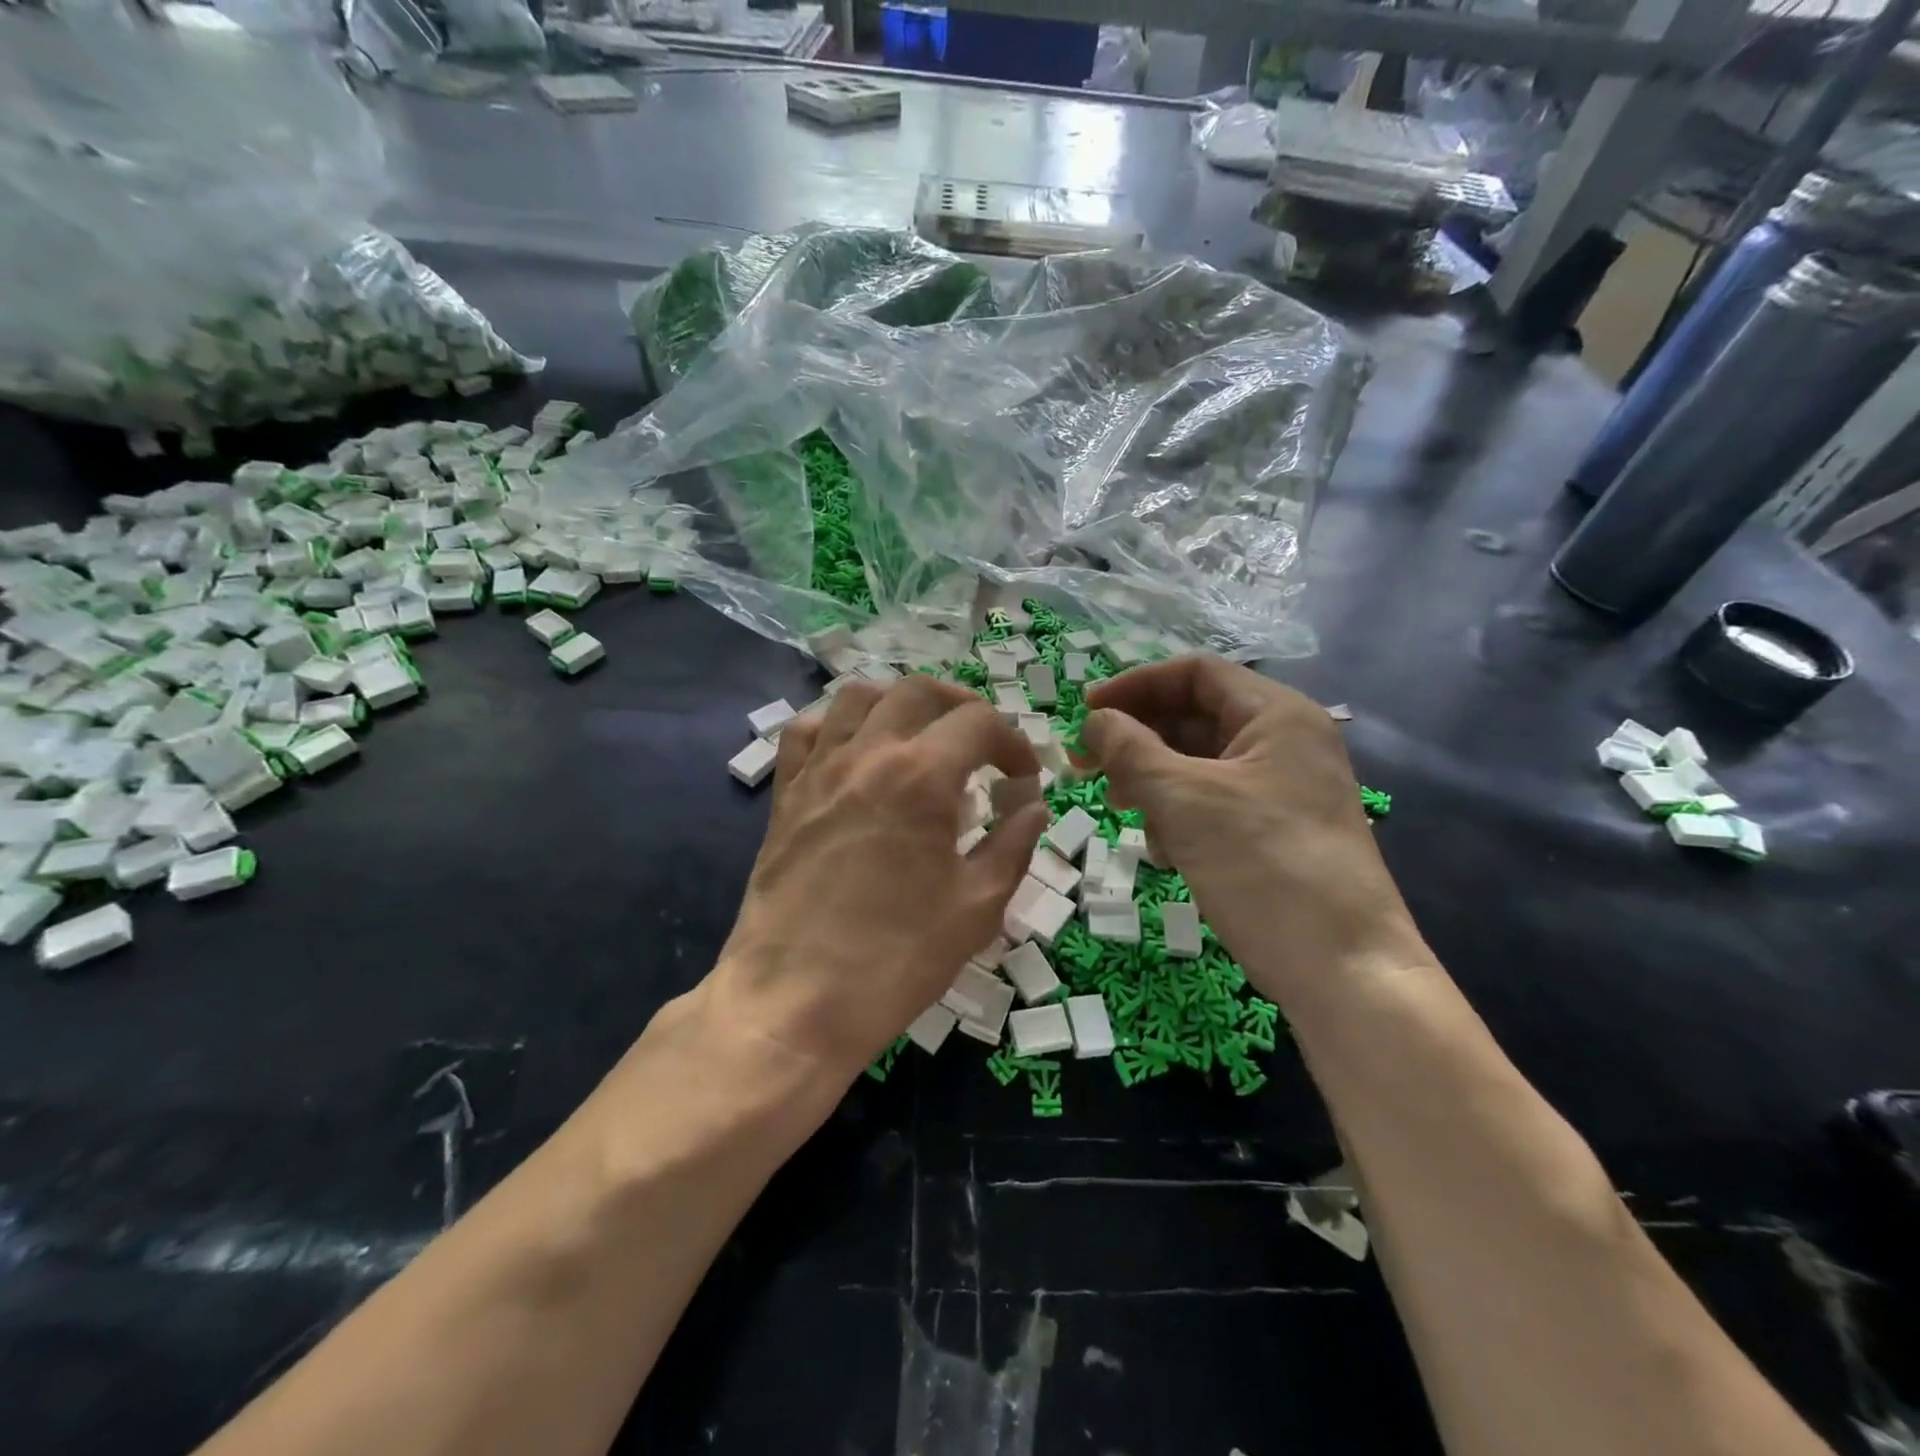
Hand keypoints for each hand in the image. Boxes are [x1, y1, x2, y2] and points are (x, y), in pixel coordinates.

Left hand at [710, 675, 1049, 1080]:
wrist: (794, 1002)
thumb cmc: (895, 960)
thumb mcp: (975, 908)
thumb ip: (1012, 845)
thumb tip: (1033, 806)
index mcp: (923, 777)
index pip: (979, 723)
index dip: (1013, 742)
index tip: (1023, 778)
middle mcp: (868, 755)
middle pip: (919, 690)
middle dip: (962, 706)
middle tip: (981, 744)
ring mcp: (819, 770)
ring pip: (858, 696)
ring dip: (899, 704)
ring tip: (920, 737)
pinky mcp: (785, 794)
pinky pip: (805, 730)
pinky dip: (836, 725)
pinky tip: (855, 753)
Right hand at [1081, 656, 1426, 1001]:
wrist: (1343, 971)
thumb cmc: (1263, 865)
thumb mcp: (1184, 800)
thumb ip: (1130, 750)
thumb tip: (1095, 721)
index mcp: (1276, 715)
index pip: (1195, 674)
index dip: (1135, 685)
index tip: (1085, 713)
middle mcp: (1283, 743)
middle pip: (1194, 718)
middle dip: (1138, 740)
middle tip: (1087, 766)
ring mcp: (1282, 790)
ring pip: (1198, 765)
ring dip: (1153, 782)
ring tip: (1125, 812)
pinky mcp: (1274, 832)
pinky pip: (1213, 804)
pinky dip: (1179, 816)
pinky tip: (1165, 851)